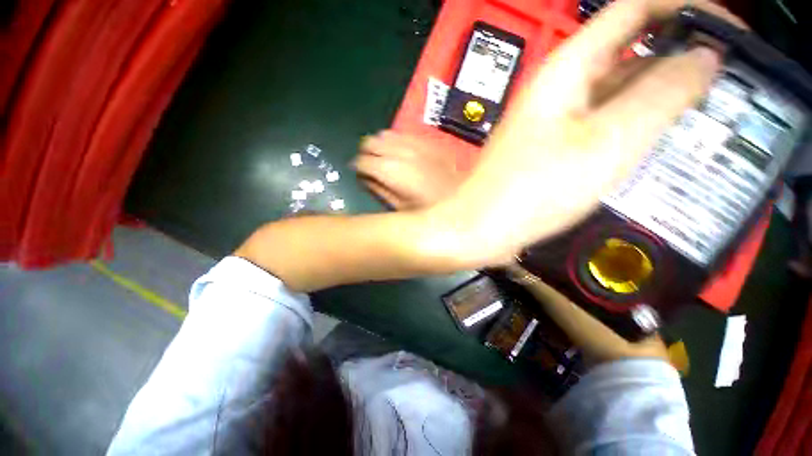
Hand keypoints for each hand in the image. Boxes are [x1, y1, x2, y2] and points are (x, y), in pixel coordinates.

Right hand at [354, 131, 470, 209]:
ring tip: (386, 159)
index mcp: (391, 171)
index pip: (362, 161)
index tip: (360, 174)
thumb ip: (378, 190)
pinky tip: (402, 152)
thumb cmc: (428, 211)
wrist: (463, 199)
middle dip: (366, 153)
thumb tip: (365, 178)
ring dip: (381, 145)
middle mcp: (401, 152)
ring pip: (386, 133)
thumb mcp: (399, 208)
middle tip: (371, 166)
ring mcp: (416, 144)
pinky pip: (404, 133)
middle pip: (370, 141)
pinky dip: (397, 141)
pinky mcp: (428, 141)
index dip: (358, 168)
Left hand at [425, 0, 727, 267]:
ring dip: (661, 94)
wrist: (483, 227)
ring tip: (711, 109)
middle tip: (730, 81)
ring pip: (617, 91)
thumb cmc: (534, 190)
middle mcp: (558, 88)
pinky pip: (600, 123)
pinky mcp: (550, 149)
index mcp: (566, 69)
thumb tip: (704, 55)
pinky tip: (660, 139)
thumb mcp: (608, 141)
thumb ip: (662, 93)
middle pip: (629, 50)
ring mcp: (553, 121)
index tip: (731, 30)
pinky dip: (634, 124)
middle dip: (680, 56)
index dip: (686, 7)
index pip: (634, 10)